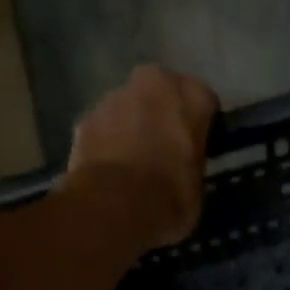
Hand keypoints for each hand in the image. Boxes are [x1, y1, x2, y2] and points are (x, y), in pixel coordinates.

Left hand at [67, 65, 218, 248]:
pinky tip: (114, 172)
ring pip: (131, 108)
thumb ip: (193, 161)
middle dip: (166, 116)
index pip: (205, 101)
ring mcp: (112, 97)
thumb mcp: (198, 185)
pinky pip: (106, 128)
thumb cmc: (169, 197)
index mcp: (189, 95)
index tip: (201, 147)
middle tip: (169, 150)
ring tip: (138, 165)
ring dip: (135, 127)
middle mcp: (151, 82)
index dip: (203, 125)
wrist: (112, 207)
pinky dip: (110, 143)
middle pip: (163, 94)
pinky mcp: (85, 119)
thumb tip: (184, 163)